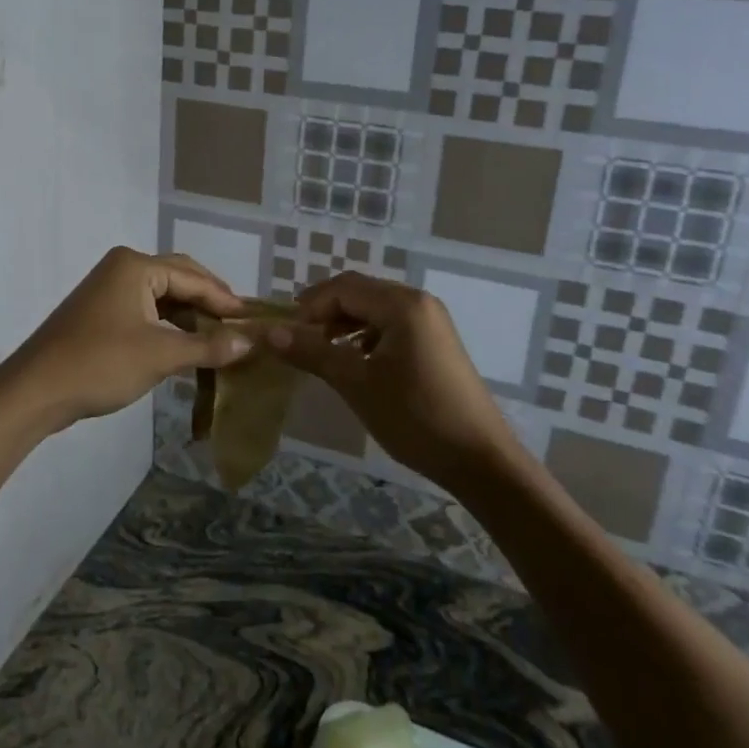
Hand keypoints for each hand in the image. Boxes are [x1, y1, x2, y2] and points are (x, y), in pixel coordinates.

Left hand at [2, 247, 253, 430]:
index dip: (225, 300)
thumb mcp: (160, 355)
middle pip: (179, 279)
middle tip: (239, 325)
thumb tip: (250, 342)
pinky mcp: (99, 314)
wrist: (35, 391)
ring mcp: (107, 290)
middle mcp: (122, 268)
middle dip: (209, 302)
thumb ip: (208, 346)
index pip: (194, 278)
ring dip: (189, 317)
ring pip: (161, 297)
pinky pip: (145, 312)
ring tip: (219, 338)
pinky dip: (168, 327)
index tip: (254, 320)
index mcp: (136, 266)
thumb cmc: (100, 363)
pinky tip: (186, 346)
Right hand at [266, 272, 519, 493]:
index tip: (286, 336)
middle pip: (358, 292)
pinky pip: (390, 324)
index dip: (308, 307)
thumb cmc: (415, 417)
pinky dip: (365, 336)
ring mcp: (430, 321)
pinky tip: (355, 362)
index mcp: (401, 304)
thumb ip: (312, 352)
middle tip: (298, 342)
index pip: (342, 287)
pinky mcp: (435, 341)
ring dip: (343, 323)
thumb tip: (268, 332)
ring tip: (321, 352)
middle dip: (324, 312)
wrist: (480, 460)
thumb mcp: (356, 383)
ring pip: (373, 308)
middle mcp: (418, 302)